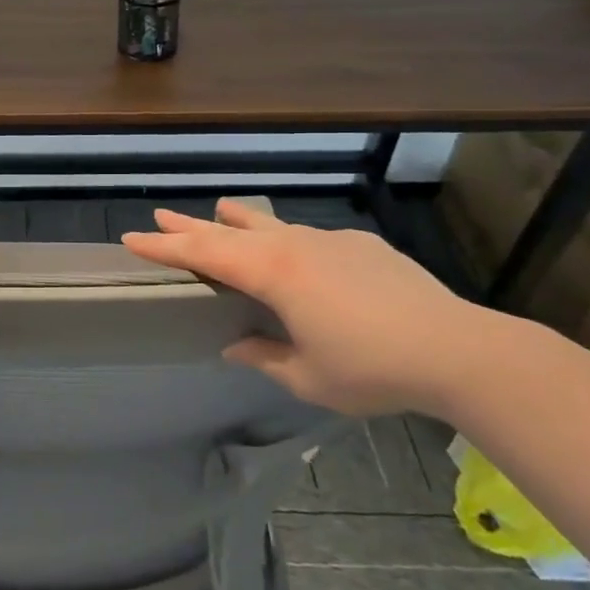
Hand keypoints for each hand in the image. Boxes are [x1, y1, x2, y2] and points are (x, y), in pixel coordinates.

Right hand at [120, 199, 504, 416]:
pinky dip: (286, 238)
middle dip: (190, 227)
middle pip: (230, 231)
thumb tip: (237, 347)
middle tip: (159, 216)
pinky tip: (295, 252)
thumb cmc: (372, 369)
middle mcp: (295, 246)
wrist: (457, 349)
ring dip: (239, 221)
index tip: (132, 238)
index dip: (165, 247)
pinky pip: (309, 236)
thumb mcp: (308, 377)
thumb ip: (265, 357)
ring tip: (219, 211)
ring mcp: (330, 240)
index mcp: (274, 274)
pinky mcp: (361, 245)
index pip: (205, 254)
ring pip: (271, 224)